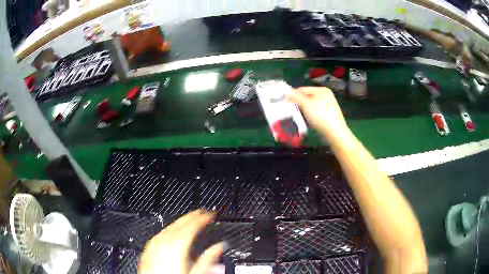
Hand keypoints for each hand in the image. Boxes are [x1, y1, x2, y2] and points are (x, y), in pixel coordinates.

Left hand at [139, 210, 222, 273]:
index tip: (211, 215)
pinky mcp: (149, 249)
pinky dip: (171, 228)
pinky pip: (162, 233)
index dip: (203, 218)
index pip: (192, 225)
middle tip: (203, 213)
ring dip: (182, 221)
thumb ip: (208, 259)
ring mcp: (154, 244)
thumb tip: (218, 247)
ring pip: (170, 226)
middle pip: (180, 222)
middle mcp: (163, 241)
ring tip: (191, 219)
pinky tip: (174, 231)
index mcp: (176, 245)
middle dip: (193, 216)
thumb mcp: (195, 273)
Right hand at [287, 87, 347, 138]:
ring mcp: (328, 106)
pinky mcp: (328, 115)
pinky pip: (315, 112)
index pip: (303, 89)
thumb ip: (295, 96)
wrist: (335, 133)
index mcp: (322, 90)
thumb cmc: (321, 116)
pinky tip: (307, 121)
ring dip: (303, 110)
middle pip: (307, 97)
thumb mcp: (306, 105)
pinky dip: (310, 115)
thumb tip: (285, 90)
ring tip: (297, 116)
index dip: (293, 94)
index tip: (284, 102)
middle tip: (290, 110)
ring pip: (311, 105)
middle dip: (298, 103)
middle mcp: (326, 96)